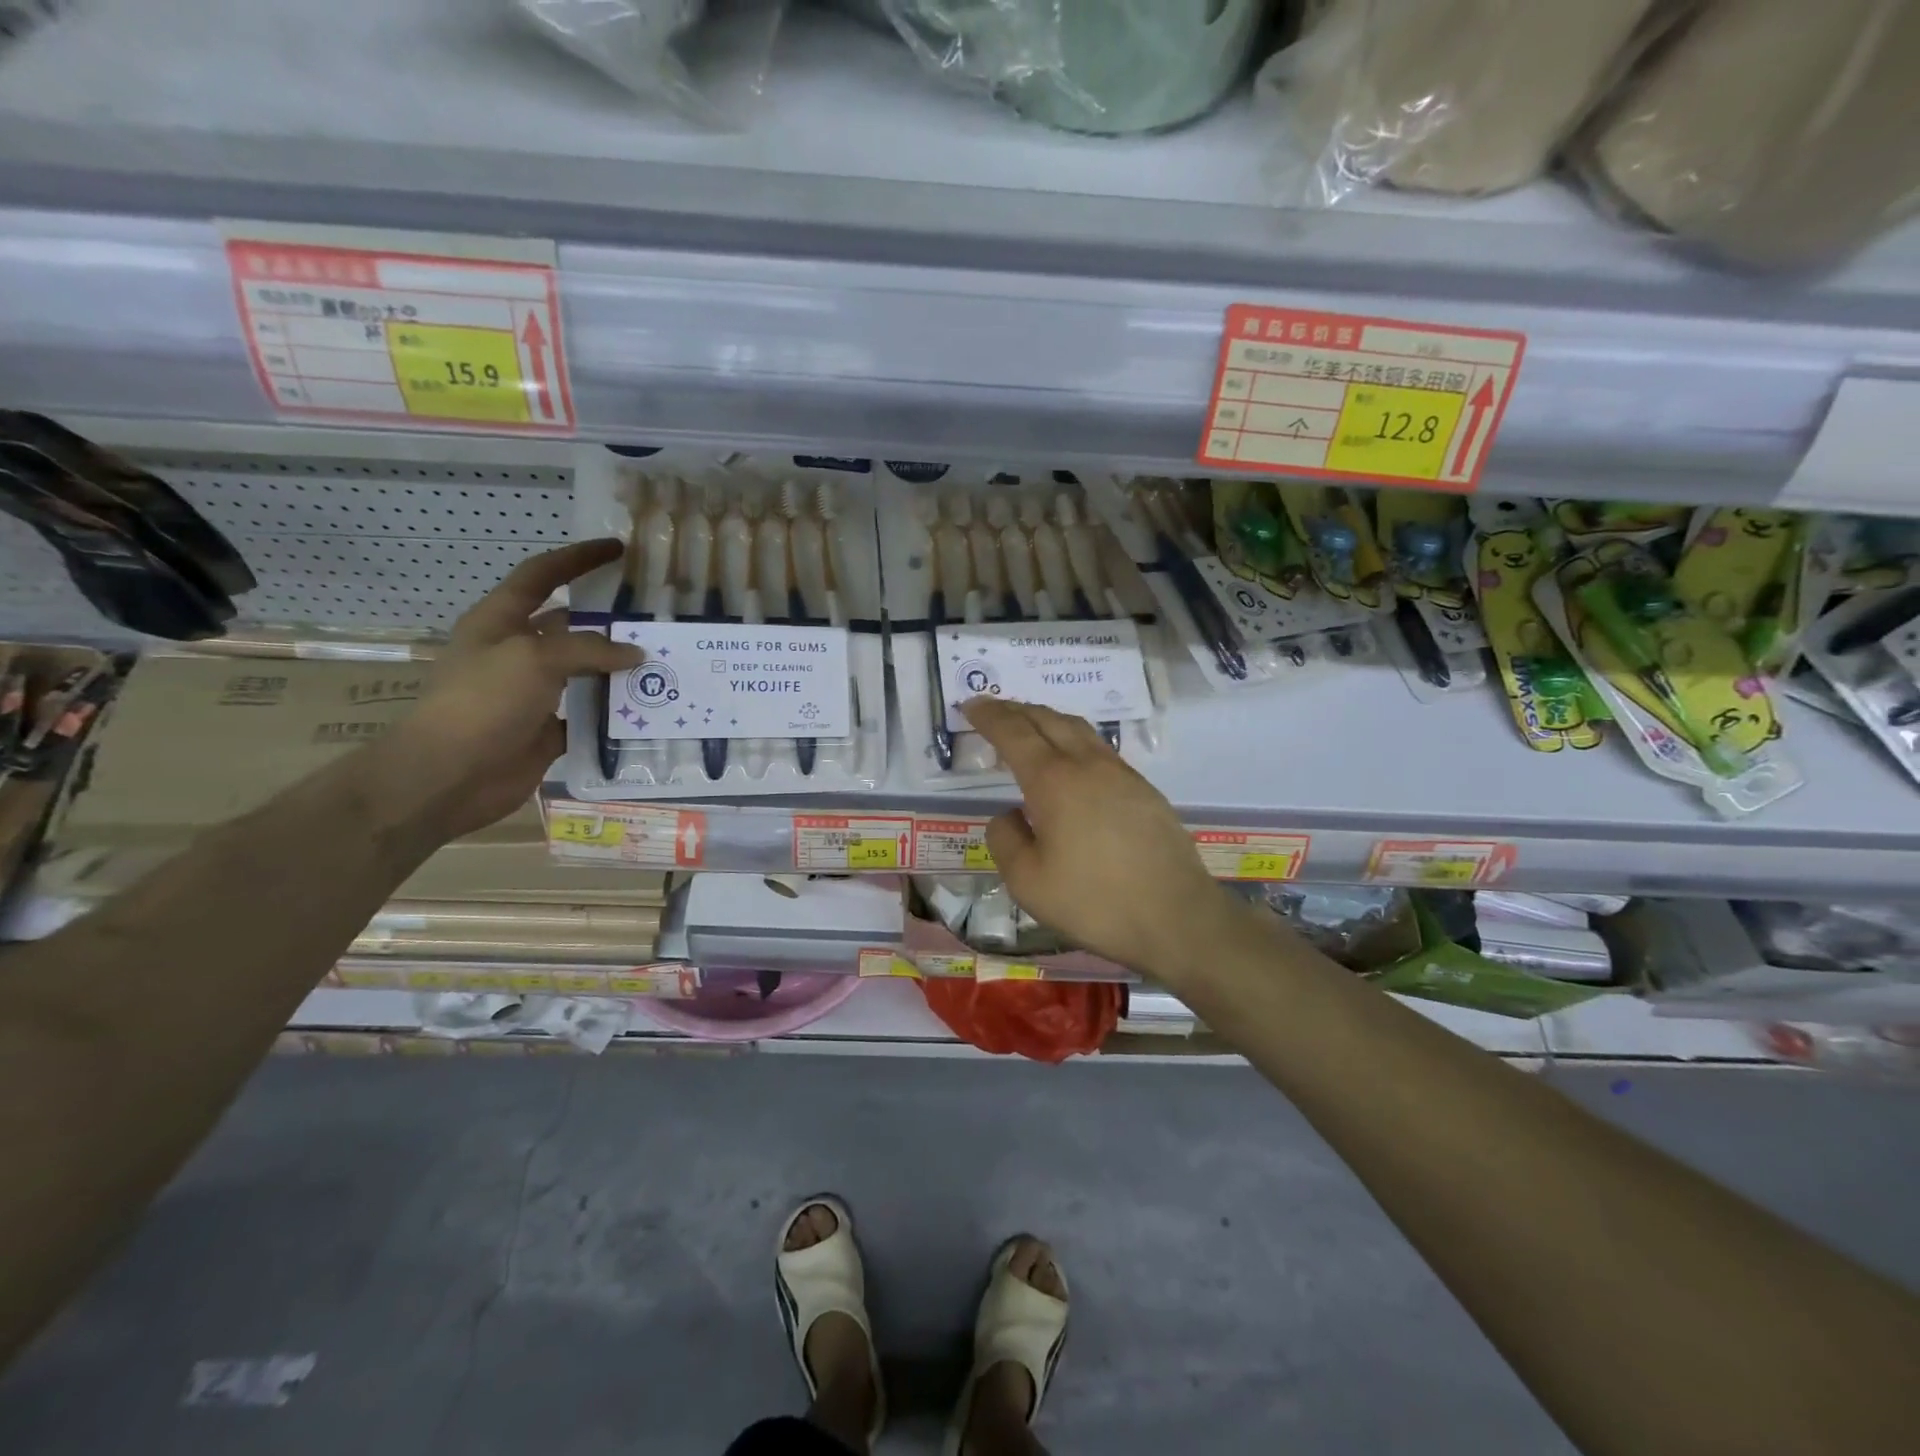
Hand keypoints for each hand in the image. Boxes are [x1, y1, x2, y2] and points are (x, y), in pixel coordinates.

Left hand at [375, 539, 641, 839]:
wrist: (449, 776)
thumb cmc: (482, 702)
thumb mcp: (534, 658)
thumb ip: (589, 649)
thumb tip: (635, 654)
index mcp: (500, 622)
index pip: (542, 575)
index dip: (578, 558)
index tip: (618, 549)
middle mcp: (518, 652)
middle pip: (571, 626)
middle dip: (610, 620)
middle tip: (656, 616)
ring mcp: (533, 693)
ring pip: (585, 672)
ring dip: (619, 669)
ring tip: (665, 662)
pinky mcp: (547, 729)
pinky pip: (589, 714)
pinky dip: (615, 712)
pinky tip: (648, 708)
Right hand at [961, 697, 1240, 983]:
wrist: (1176, 916)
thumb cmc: (1094, 902)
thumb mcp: (1027, 882)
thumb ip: (1005, 840)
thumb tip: (1009, 815)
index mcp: (1053, 781)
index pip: (1014, 733)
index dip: (989, 716)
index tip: (970, 705)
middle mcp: (1087, 765)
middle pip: (1047, 720)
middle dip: (1015, 709)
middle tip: (993, 709)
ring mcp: (1121, 774)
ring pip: (1077, 729)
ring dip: (1046, 719)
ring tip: (1028, 724)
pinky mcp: (1143, 789)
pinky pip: (1099, 747)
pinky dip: (1073, 738)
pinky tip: (1071, 758)